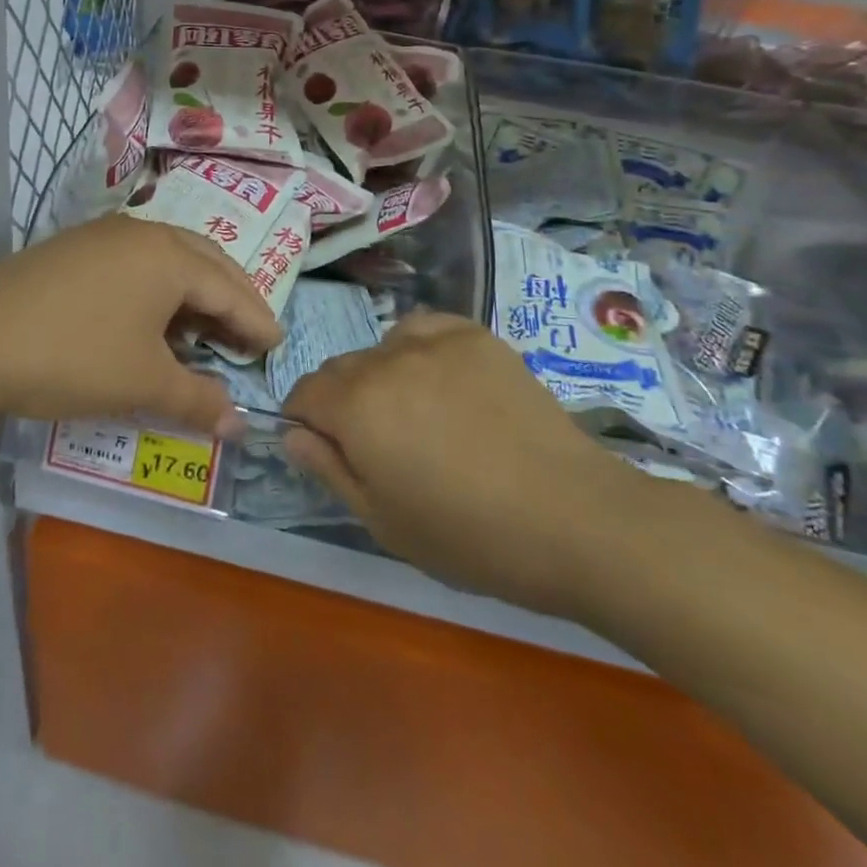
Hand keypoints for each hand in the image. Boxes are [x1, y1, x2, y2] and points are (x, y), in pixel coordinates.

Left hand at [0, 215, 280, 436]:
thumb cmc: (72, 356)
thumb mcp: (142, 382)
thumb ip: (197, 399)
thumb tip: (238, 424)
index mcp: (169, 256)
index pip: (231, 288)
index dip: (257, 322)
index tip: (278, 347)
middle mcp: (141, 234)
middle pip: (205, 262)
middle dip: (233, 299)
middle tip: (251, 335)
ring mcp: (102, 238)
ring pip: (168, 260)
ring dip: (194, 294)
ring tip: (205, 332)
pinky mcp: (73, 251)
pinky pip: (135, 265)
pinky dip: (158, 292)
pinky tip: (151, 322)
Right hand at [282, 313, 653, 619]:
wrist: (574, 518)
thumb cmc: (470, 536)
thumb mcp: (383, 522)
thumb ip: (329, 470)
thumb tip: (292, 434)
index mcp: (354, 406)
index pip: (303, 393)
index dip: (307, 423)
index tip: (332, 451)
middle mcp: (384, 360)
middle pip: (340, 369)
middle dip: (343, 401)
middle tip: (382, 445)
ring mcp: (434, 342)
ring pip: (381, 348)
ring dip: (382, 376)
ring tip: (420, 414)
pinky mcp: (475, 336)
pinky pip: (425, 329)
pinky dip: (420, 350)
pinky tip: (446, 382)